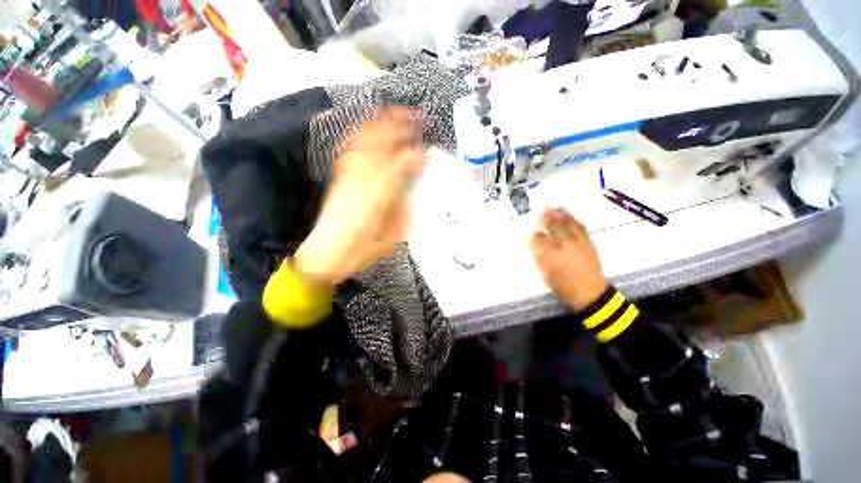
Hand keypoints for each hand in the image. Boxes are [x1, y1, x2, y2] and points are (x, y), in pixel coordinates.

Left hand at [295, 108, 425, 285]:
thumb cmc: (363, 249)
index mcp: (380, 194)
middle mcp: (363, 177)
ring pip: (364, 139)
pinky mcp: (340, 176)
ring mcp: (349, 174)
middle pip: (381, 141)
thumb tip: (414, 185)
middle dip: (399, 125)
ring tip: (394, 115)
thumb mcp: (393, 234)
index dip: (418, 156)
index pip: (402, 163)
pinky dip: (362, 133)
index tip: (430, 155)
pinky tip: (369, 129)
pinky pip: (350, 147)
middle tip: (415, 118)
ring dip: (380, 123)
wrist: (326, 253)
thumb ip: (406, 206)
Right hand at [529, 207, 607, 310]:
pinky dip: (573, 219)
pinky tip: (567, 214)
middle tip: (541, 212)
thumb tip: (533, 244)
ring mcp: (579, 243)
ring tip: (553, 208)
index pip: (541, 239)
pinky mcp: (588, 243)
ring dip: (560, 215)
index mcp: (553, 255)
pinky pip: (580, 227)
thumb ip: (539, 258)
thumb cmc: (564, 286)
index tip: (531, 230)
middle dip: (547, 219)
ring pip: (568, 225)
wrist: (590, 292)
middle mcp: (566, 246)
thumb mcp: (546, 275)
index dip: (535, 233)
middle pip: (555, 228)